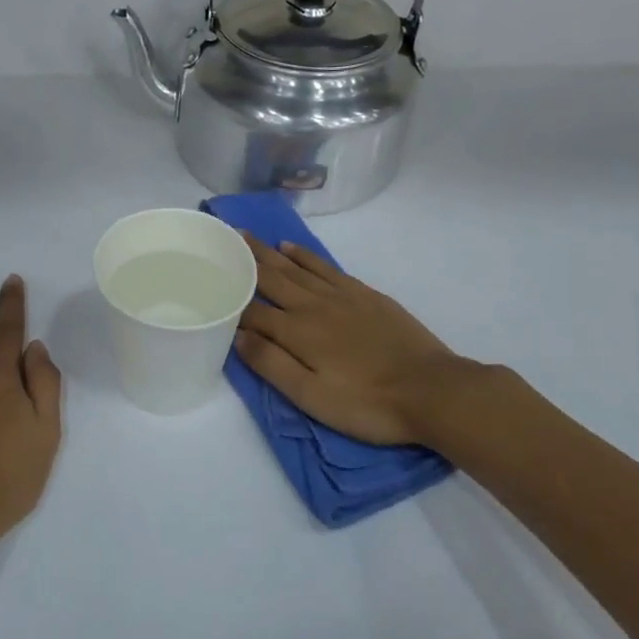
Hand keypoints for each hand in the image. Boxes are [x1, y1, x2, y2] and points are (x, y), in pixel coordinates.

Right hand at [234, 236, 500, 448]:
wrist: (432, 390)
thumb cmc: (367, 403)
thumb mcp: (312, 397)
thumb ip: (272, 364)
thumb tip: (237, 335)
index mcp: (297, 331)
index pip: (252, 309)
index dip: (229, 294)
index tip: (205, 278)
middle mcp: (313, 305)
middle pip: (271, 277)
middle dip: (244, 259)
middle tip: (222, 237)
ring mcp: (341, 296)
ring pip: (296, 267)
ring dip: (269, 252)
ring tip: (247, 236)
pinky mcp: (365, 294)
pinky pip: (326, 267)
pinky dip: (306, 256)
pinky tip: (293, 248)